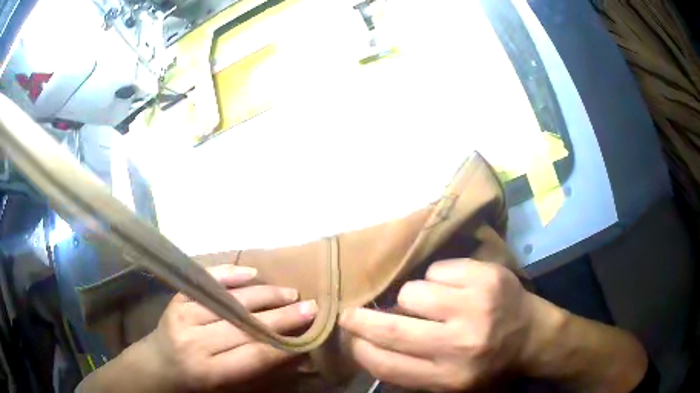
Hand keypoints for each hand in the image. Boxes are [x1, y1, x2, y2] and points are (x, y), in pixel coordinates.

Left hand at [142, 264, 317, 391]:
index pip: (255, 354)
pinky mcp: (177, 298)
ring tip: (290, 291)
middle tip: (310, 306)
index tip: (311, 330)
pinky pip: (206, 282)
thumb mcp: (226, 386)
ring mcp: (182, 315)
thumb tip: (294, 351)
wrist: (157, 363)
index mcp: (209, 371)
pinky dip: (230, 275)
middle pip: (245, 326)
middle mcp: (194, 341)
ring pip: (229, 301)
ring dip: (263, 295)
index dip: (285, 342)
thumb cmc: (195, 382)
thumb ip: (256, 368)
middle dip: (282, 316)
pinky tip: (252, 273)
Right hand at [339, 259, 533, 390]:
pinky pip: (438, 270)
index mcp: (449, 377)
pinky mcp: (486, 276)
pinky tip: (453, 288)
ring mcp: (476, 305)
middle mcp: (461, 344)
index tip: (350, 341)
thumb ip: (414, 374)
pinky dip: (437, 279)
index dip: (360, 351)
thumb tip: (370, 350)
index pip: (387, 365)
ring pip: (412, 292)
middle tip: (349, 314)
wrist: (535, 336)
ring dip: (411, 299)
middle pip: (392, 329)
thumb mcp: (453, 386)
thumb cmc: (491, 365)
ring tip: (427, 303)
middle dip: (361, 320)